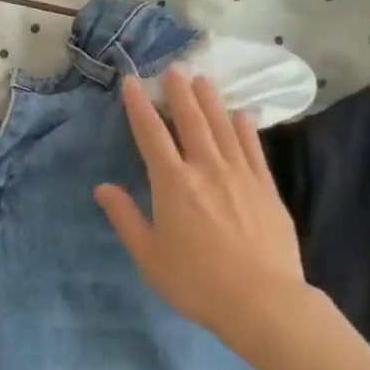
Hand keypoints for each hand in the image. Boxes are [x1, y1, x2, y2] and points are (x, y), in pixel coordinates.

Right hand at [95, 69, 307, 355]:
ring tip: (204, 79)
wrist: (263, 301)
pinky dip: (245, 128)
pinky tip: (242, 115)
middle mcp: (206, 169)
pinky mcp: (266, 188)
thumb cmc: (196, 281)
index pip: (151, 134)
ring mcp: (240, 175)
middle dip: (180, 92)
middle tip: (174, 68)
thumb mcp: (149, 255)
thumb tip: (102, 188)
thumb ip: (125, 217)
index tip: (132, 81)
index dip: (139, 105)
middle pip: (191, 120)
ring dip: (212, 101)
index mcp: (172, 183)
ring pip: (223, 127)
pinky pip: (253, 149)